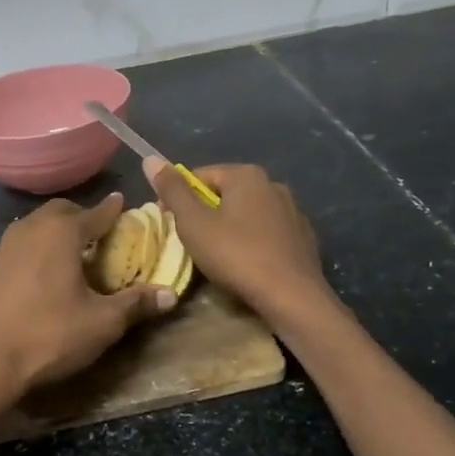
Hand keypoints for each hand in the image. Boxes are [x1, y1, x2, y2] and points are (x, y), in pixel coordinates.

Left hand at [0, 193, 174, 395]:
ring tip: (74, 250)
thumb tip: (170, 294)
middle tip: (100, 232)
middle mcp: (31, 229)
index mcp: (61, 232)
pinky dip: (38, 247)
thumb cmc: (49, 334)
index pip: (95, 213)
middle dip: (82, 216)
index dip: (112, 211)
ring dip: (57, 231)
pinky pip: (22, 244)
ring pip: (37, 226)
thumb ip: (136, 304)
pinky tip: (45, 271)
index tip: (123, 205)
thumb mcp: (102, 322)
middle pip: (61, 211)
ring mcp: (5, 247)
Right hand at [144, 159, 330, 327]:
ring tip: (218, 256)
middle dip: (206, 213)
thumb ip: (173, 191)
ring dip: (230, 227)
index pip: (200, 176)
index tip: (169, 224)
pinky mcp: (303, 236)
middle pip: (226, 193)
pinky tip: (247, 264)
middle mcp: (273, 184)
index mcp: (246, 175)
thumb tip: (151, 159)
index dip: (179, 198)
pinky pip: (267, 232)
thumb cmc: (236, 256)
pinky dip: (253, 242)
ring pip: (248, 213)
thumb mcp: (194, 224)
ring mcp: (293, 211)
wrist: (292, 296)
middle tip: (191, 242)